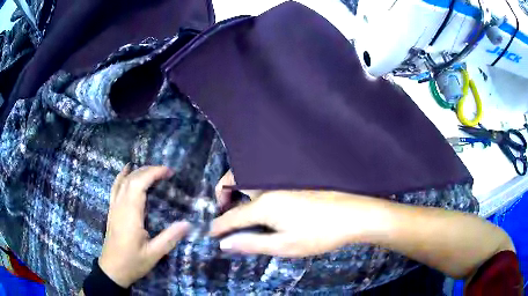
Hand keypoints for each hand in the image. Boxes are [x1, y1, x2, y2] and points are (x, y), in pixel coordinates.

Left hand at [99, 165, 190, 287]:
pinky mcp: (112, 211)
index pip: (140, 184)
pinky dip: (122, 176)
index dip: (154, 173)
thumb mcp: (154, 254)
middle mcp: (121, 206)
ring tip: (151, 170)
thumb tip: (188, 224)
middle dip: (149, 170)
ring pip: (123, 181)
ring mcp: (114, 207)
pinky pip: (116, 187)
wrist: (112, 269)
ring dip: (137, 171)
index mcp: (131, 214)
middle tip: (166, 172)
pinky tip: (126, 171)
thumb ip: (170, 238)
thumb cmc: (133, 262)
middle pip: (132, 179)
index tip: (169, 172)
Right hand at [209, 189, 384, 256]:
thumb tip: (224, 244)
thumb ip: (252, 244)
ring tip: (240, 208)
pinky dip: (253, 190)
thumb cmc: (319, 234)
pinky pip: (263, 182)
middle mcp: (269, 186)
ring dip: (238, 190)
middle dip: (222, 193)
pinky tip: (262, 205)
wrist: (354, 214)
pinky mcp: (293, 181)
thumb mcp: (284, 246)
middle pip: (235, 180)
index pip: (232, 215)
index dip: (219, 226)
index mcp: (265, 204)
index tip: (210, 233)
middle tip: (223, 211)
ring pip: (249, 179)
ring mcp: (282, 180)